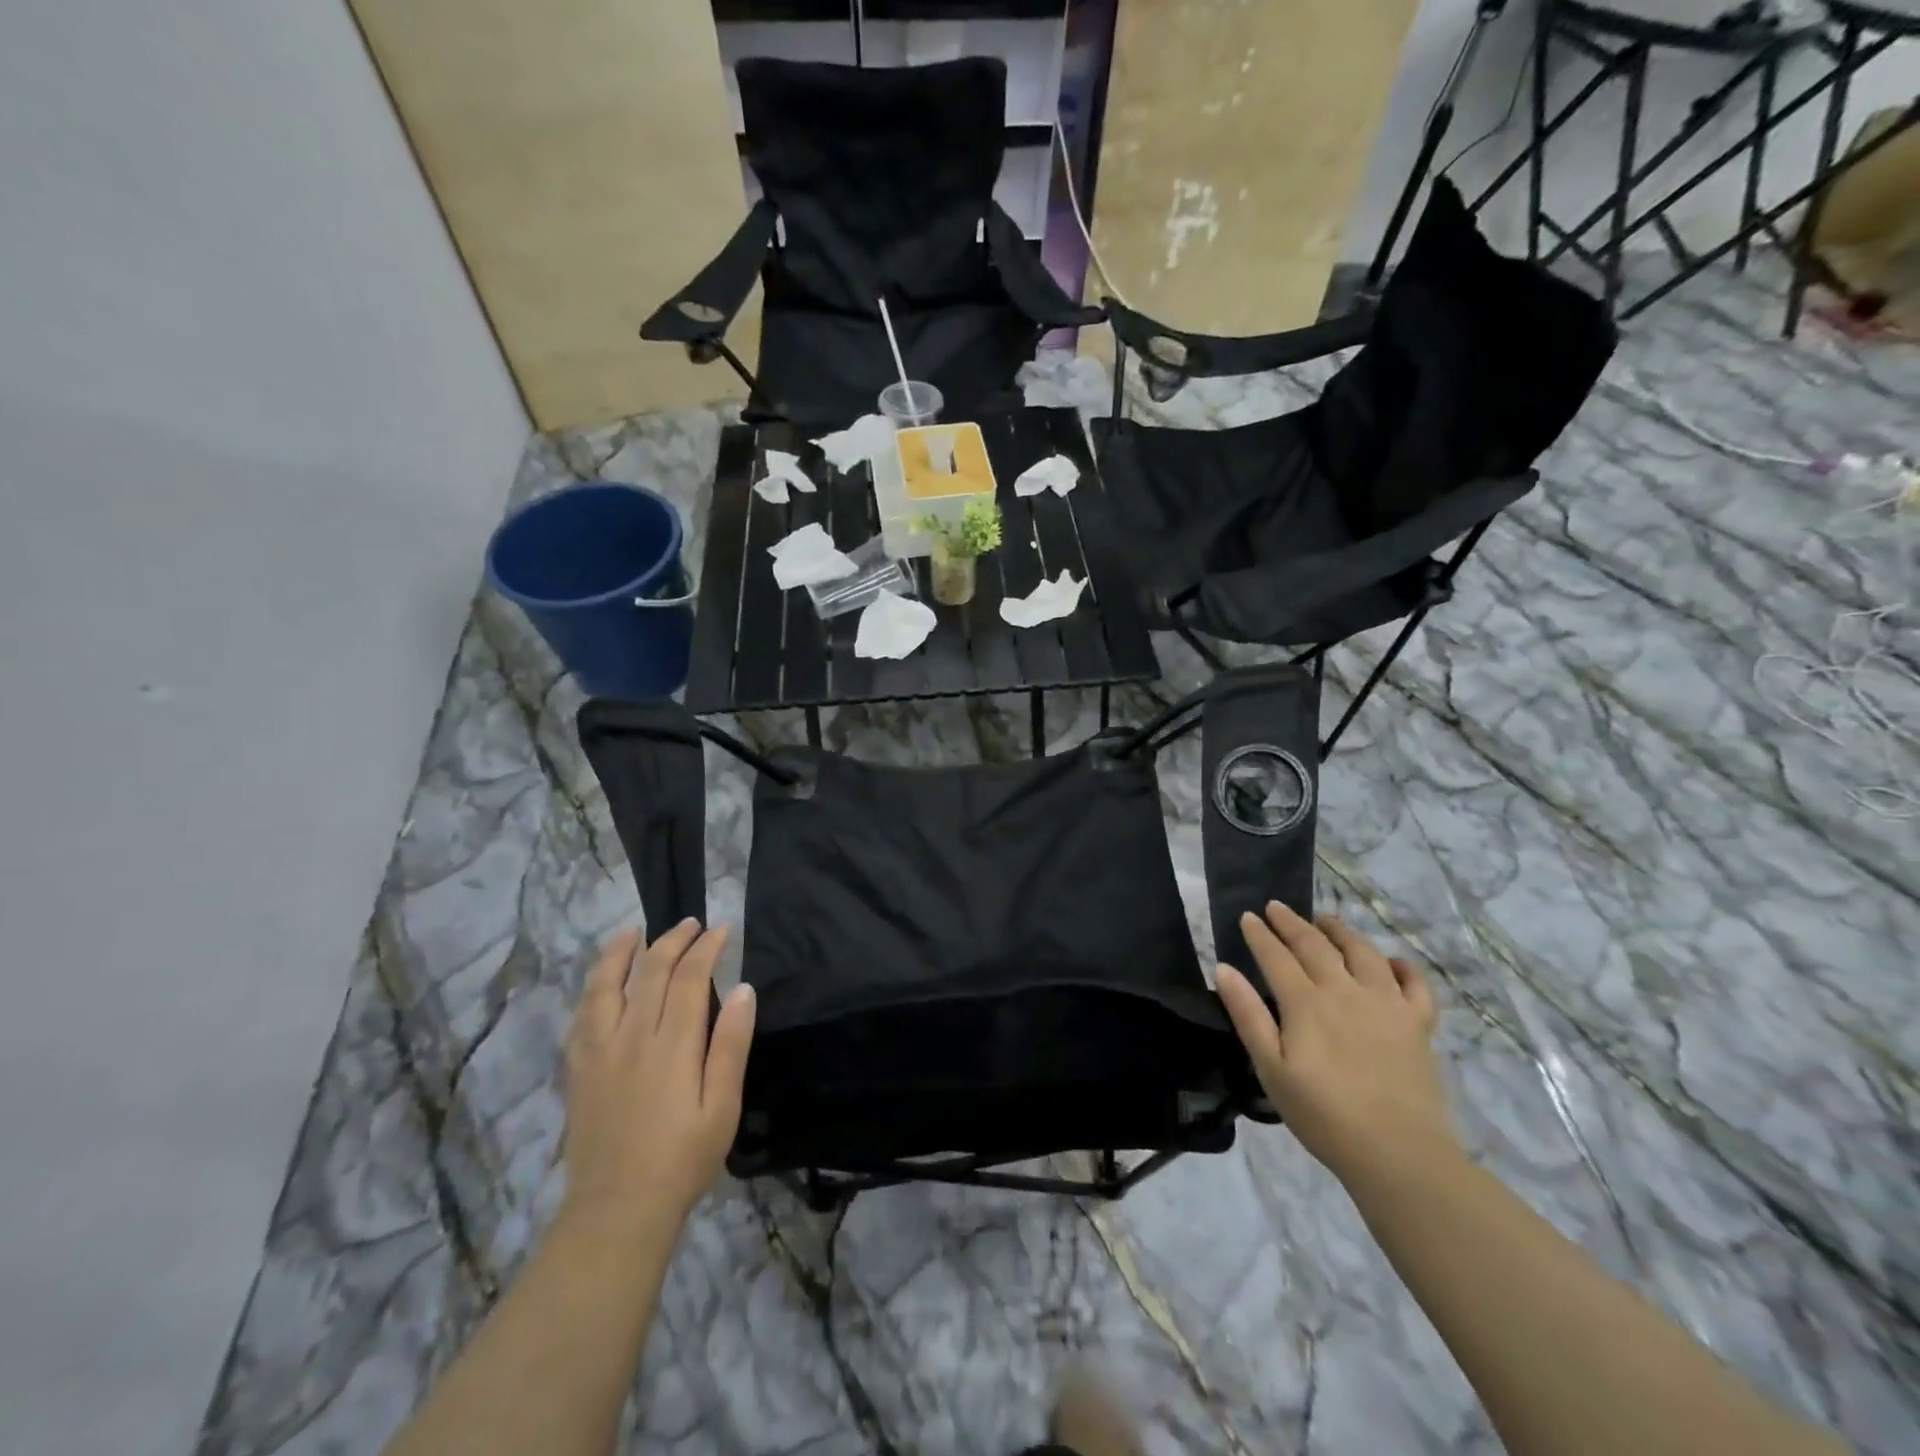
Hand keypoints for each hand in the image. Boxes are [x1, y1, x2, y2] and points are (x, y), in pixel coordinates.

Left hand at [561, 920, 755, 1233]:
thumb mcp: (722, 1107)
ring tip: (634, 931)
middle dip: (673, 941)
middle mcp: (631, 1037)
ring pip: (606, 986)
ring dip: (622, 953)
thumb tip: (743, 990)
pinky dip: (593, 988)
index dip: (706, 948)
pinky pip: (582, 1015)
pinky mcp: (578, 1070)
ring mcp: (599, 1052)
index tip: (721, 930)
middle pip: (650, 973)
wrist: (617, 1210)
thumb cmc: (682, 1159)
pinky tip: (601, 981)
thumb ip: (731, 1045)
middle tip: (692, 924)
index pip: (689, 978)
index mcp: (672, 1045)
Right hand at [1216, 901, 1455, 1188]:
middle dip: (1292, 923)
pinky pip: (1414, 983)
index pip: (1276, 956)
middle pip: (1315, 945)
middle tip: (1276, 907)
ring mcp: (1387, 1004)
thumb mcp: (1270, 1069)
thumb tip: (1224, 969)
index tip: (1247, 916)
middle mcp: (1346, 991)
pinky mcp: (1418, 1023)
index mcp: (1306, 1003)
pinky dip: (1401, 966)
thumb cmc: (1323, 1114)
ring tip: (1326, 920)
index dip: (1259, 935)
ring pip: (1363, 952)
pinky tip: (1390, 962)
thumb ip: (1248, 1016)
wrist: (1398, 1153)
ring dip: (1340, 931)